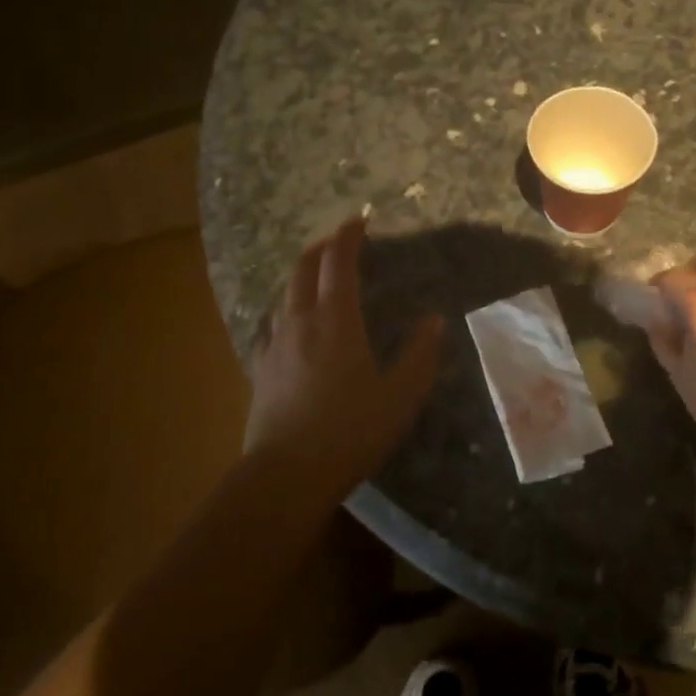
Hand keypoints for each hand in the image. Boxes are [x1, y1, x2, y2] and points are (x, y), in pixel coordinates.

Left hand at [244, 218, 443, 488]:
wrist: (286, 475)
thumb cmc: (351, 431)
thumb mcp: (401, 395)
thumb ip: (420, 354)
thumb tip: (434, 320)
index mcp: (335, 321)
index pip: (338, 263)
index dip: (348, 237)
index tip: (360, 220)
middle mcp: (299, 322)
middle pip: (302, 269)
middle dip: (321, 249)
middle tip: (339, 242)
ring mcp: (274, 345)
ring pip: (284, 294)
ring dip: (301, 276)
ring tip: (318, 278)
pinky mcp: (261, 370)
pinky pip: (272, 324)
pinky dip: (287, 309)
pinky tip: (292, 325)